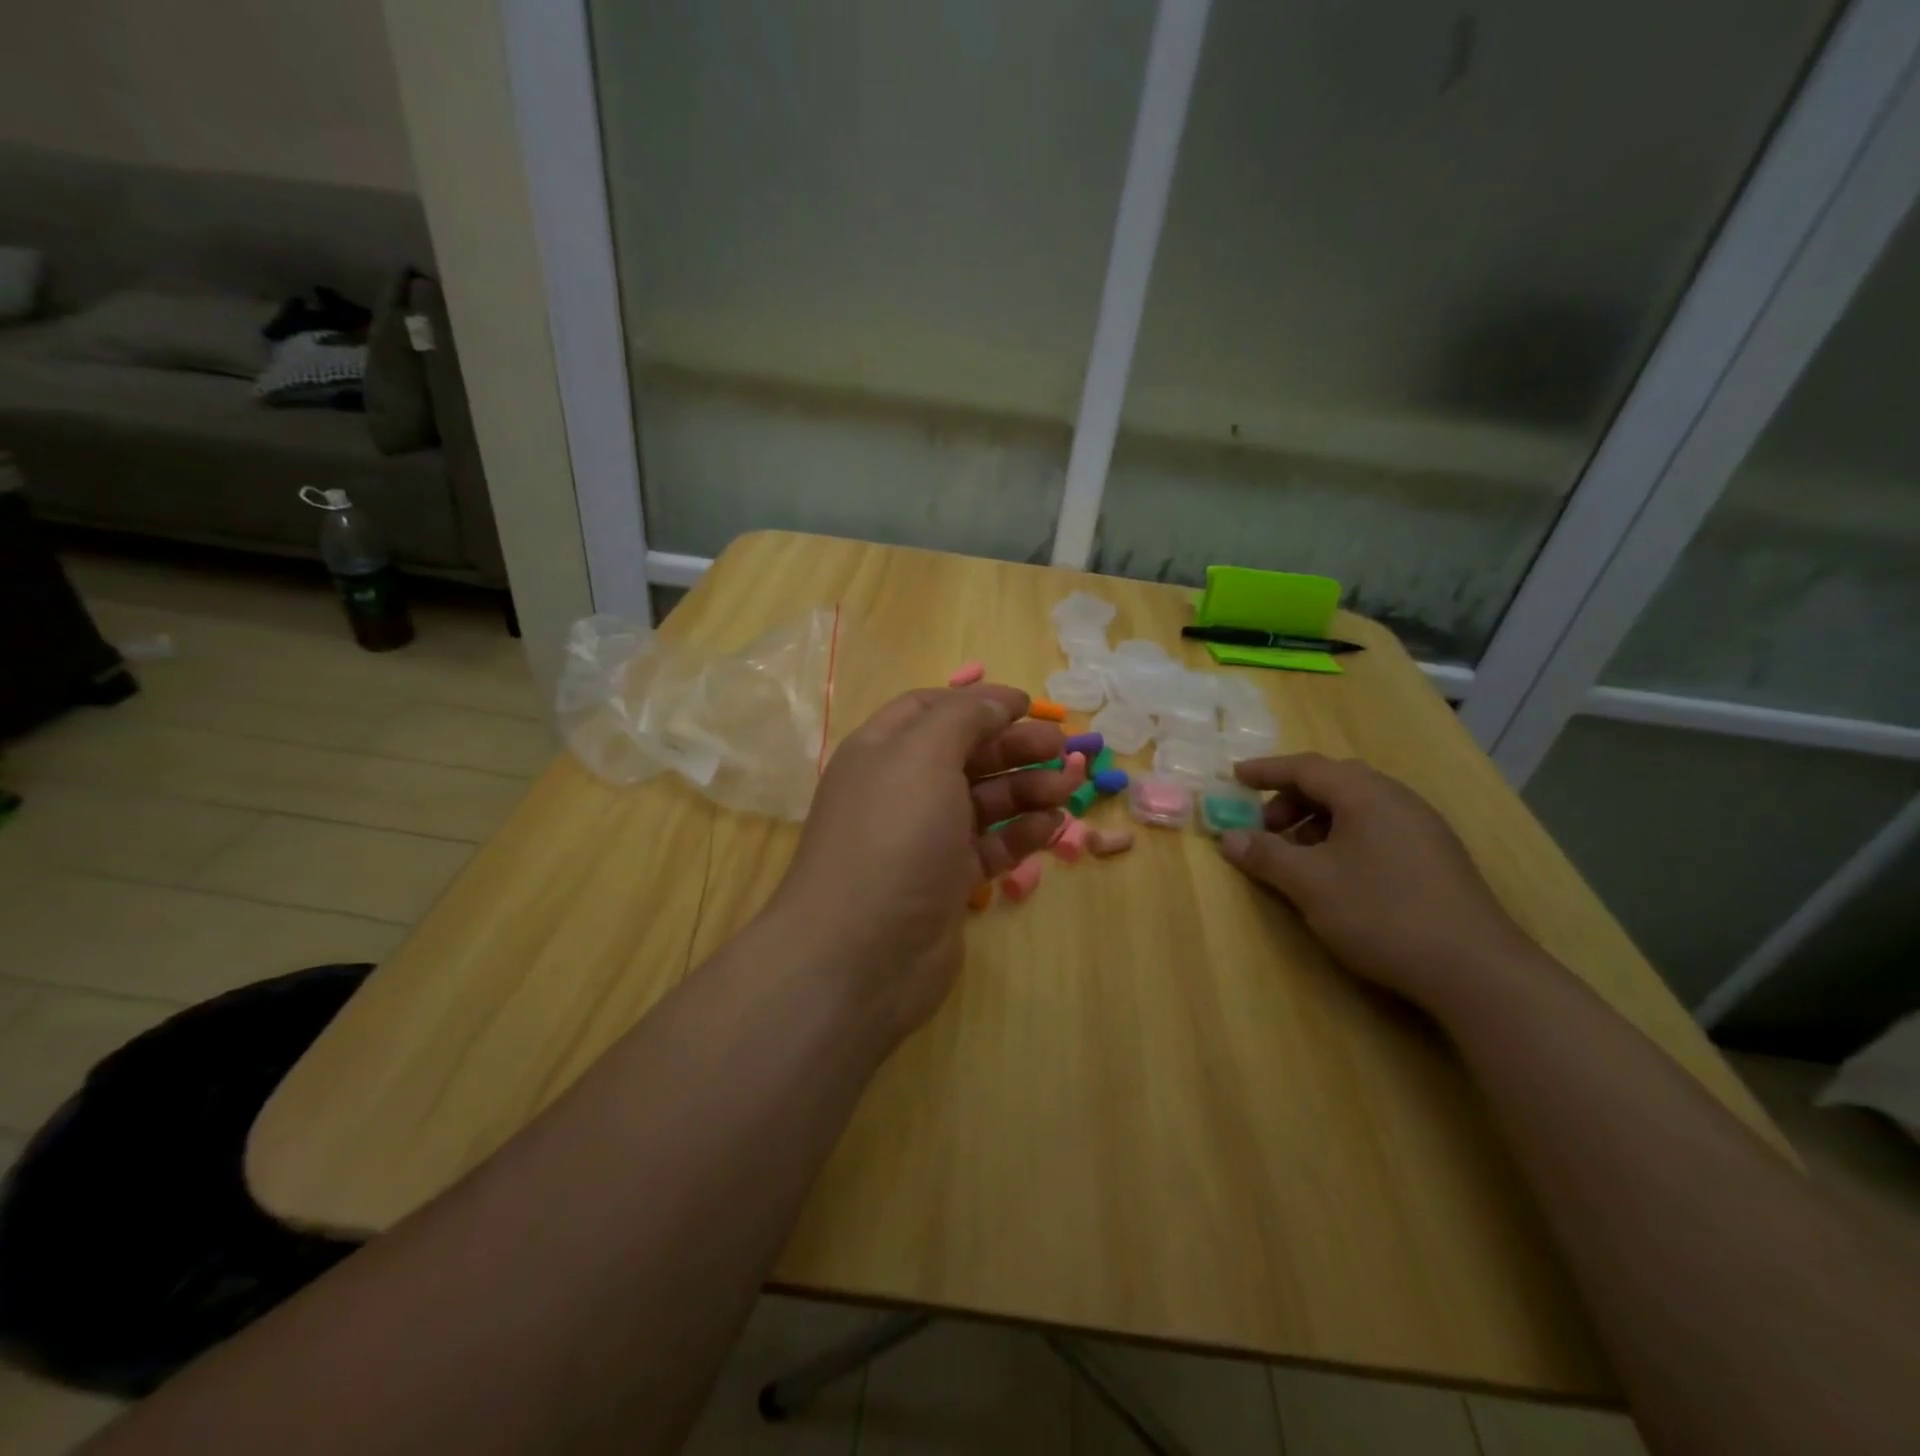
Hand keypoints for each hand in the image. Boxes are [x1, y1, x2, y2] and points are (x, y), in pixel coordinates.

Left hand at [766, 685, 1069, 1040]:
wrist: (860, 956)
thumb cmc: (892, 838)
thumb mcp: (923, 757)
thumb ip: (963, 718)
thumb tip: (998, 699)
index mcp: (883, 751)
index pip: (931, 709)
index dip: (979, 702)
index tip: (1028, 706)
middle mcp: (901, 790)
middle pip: (965, 754)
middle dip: (1014, 747)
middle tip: (1064, 751)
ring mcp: (923, 839)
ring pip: (983, 800)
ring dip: (1026, 789)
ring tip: (1067, 790)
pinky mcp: (945, 882)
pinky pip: (989, 846)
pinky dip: (1021, 833)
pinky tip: (1052, 827)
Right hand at [1217, 753, 1539, 1009]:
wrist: (1475, 969)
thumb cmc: (1382, 912)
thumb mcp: (1310, 883)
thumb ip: (1265, 855)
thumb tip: (1228, 837)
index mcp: (1367, 795)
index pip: (1307, 767)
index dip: (1266, 771)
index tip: (1234, 778)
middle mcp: (1398, 800)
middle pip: (1334, 783)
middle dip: (1292, 800)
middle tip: (1265, 828)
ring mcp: (1423, 829)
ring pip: (1357, 808)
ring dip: (1317, 822)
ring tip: (1297, 857)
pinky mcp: (1436, 858)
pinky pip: (1377, 829)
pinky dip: (1344, 838)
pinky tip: (1336, 875)